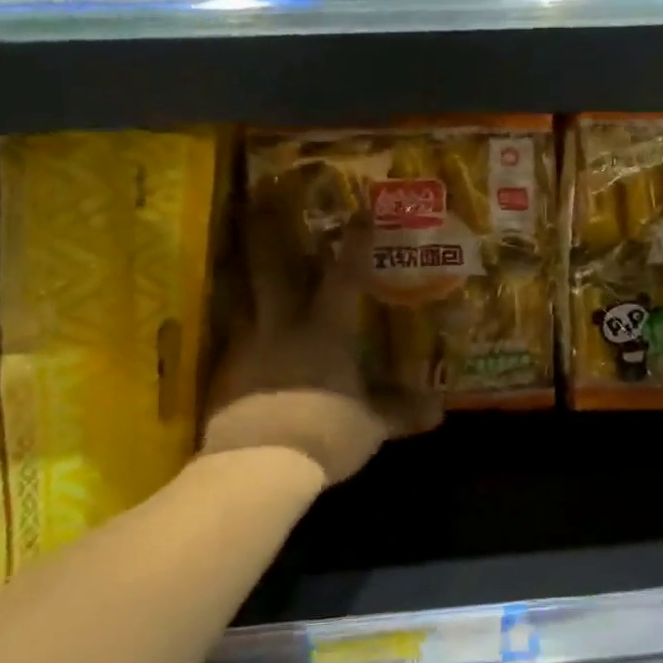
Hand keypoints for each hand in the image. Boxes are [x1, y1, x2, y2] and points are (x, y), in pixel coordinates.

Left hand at [201, 215, 439, 486]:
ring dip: (241, 271)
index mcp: (324, 331)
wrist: (258, 464)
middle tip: (257, 198)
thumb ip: (400, 413)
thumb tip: (439, 412)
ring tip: (236, 251)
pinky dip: (236, 326)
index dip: (353, 243)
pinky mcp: (223, 371)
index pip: (342, 276)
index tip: (359, 212)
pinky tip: (238, 329)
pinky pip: (230, 337)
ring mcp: (247, 346)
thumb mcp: (370, 427)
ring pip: (241, 296)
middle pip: (270, 268)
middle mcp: (282, 326)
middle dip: (266, 231)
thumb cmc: (325, 434)